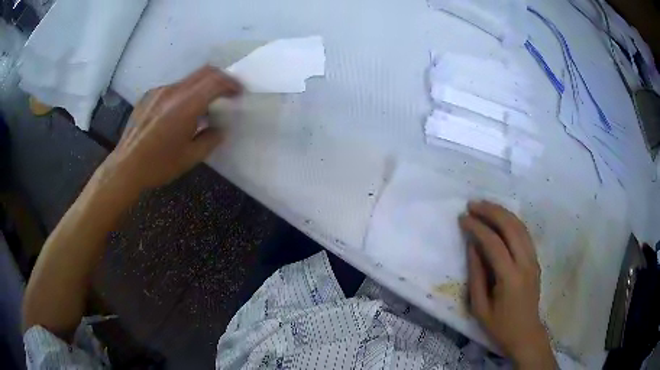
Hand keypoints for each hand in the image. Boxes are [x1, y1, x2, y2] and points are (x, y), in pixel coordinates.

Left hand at [100, 66, 241, 194]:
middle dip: (220, 79)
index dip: (231, 83)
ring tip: (203, 105)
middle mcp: (172, 91)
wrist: (125, 167)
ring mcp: (158, 91)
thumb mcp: (190, 158)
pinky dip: (184, 93)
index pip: (215, 81)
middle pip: (204, 72)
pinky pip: (173, 87)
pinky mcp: (148, 96)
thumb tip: (220, 129)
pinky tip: (179, 112)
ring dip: (202, 86)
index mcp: (185, 106)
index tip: (238, 93)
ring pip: (188, 79)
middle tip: (227, 93)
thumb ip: (210, 140)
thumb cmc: (158, 165)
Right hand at [459, 201, 555, 368]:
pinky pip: (524, 234)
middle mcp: (526, 263)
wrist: (526, 334)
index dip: (477, 227)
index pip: (494, 243)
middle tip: (473, 205)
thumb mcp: (480, 307)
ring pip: (520, 226)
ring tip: (485, 206)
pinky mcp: (536, 260)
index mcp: (510, 278)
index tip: (463, 218)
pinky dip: (511, 221)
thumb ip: (476, 275)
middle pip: (511, 227)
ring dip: (502, 212)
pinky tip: (500, 219)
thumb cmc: (500, 326)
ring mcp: (533, 260)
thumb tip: (472, 246)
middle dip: (491, 211)